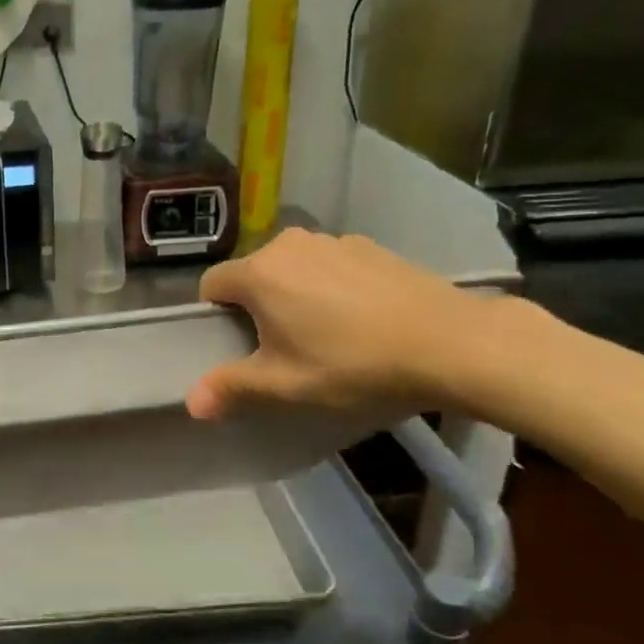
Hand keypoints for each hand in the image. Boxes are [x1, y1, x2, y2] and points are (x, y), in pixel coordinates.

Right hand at [187, 229, 499, 418]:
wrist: (452, 343)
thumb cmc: (353, 365)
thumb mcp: (285, 386)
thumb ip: (231, 388)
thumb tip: (190, 402)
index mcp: (259, 273)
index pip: (211, 285)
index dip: (218, 318)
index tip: (243, 347)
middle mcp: (289, 244)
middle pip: (254, 275)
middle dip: (259, 306)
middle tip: (286, 347)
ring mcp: (334, 240)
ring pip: (294, 268)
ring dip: (296, 293)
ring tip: (330, 333)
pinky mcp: (371, 246)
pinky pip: (331, 265)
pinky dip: (333, 286)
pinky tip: (364, 319)